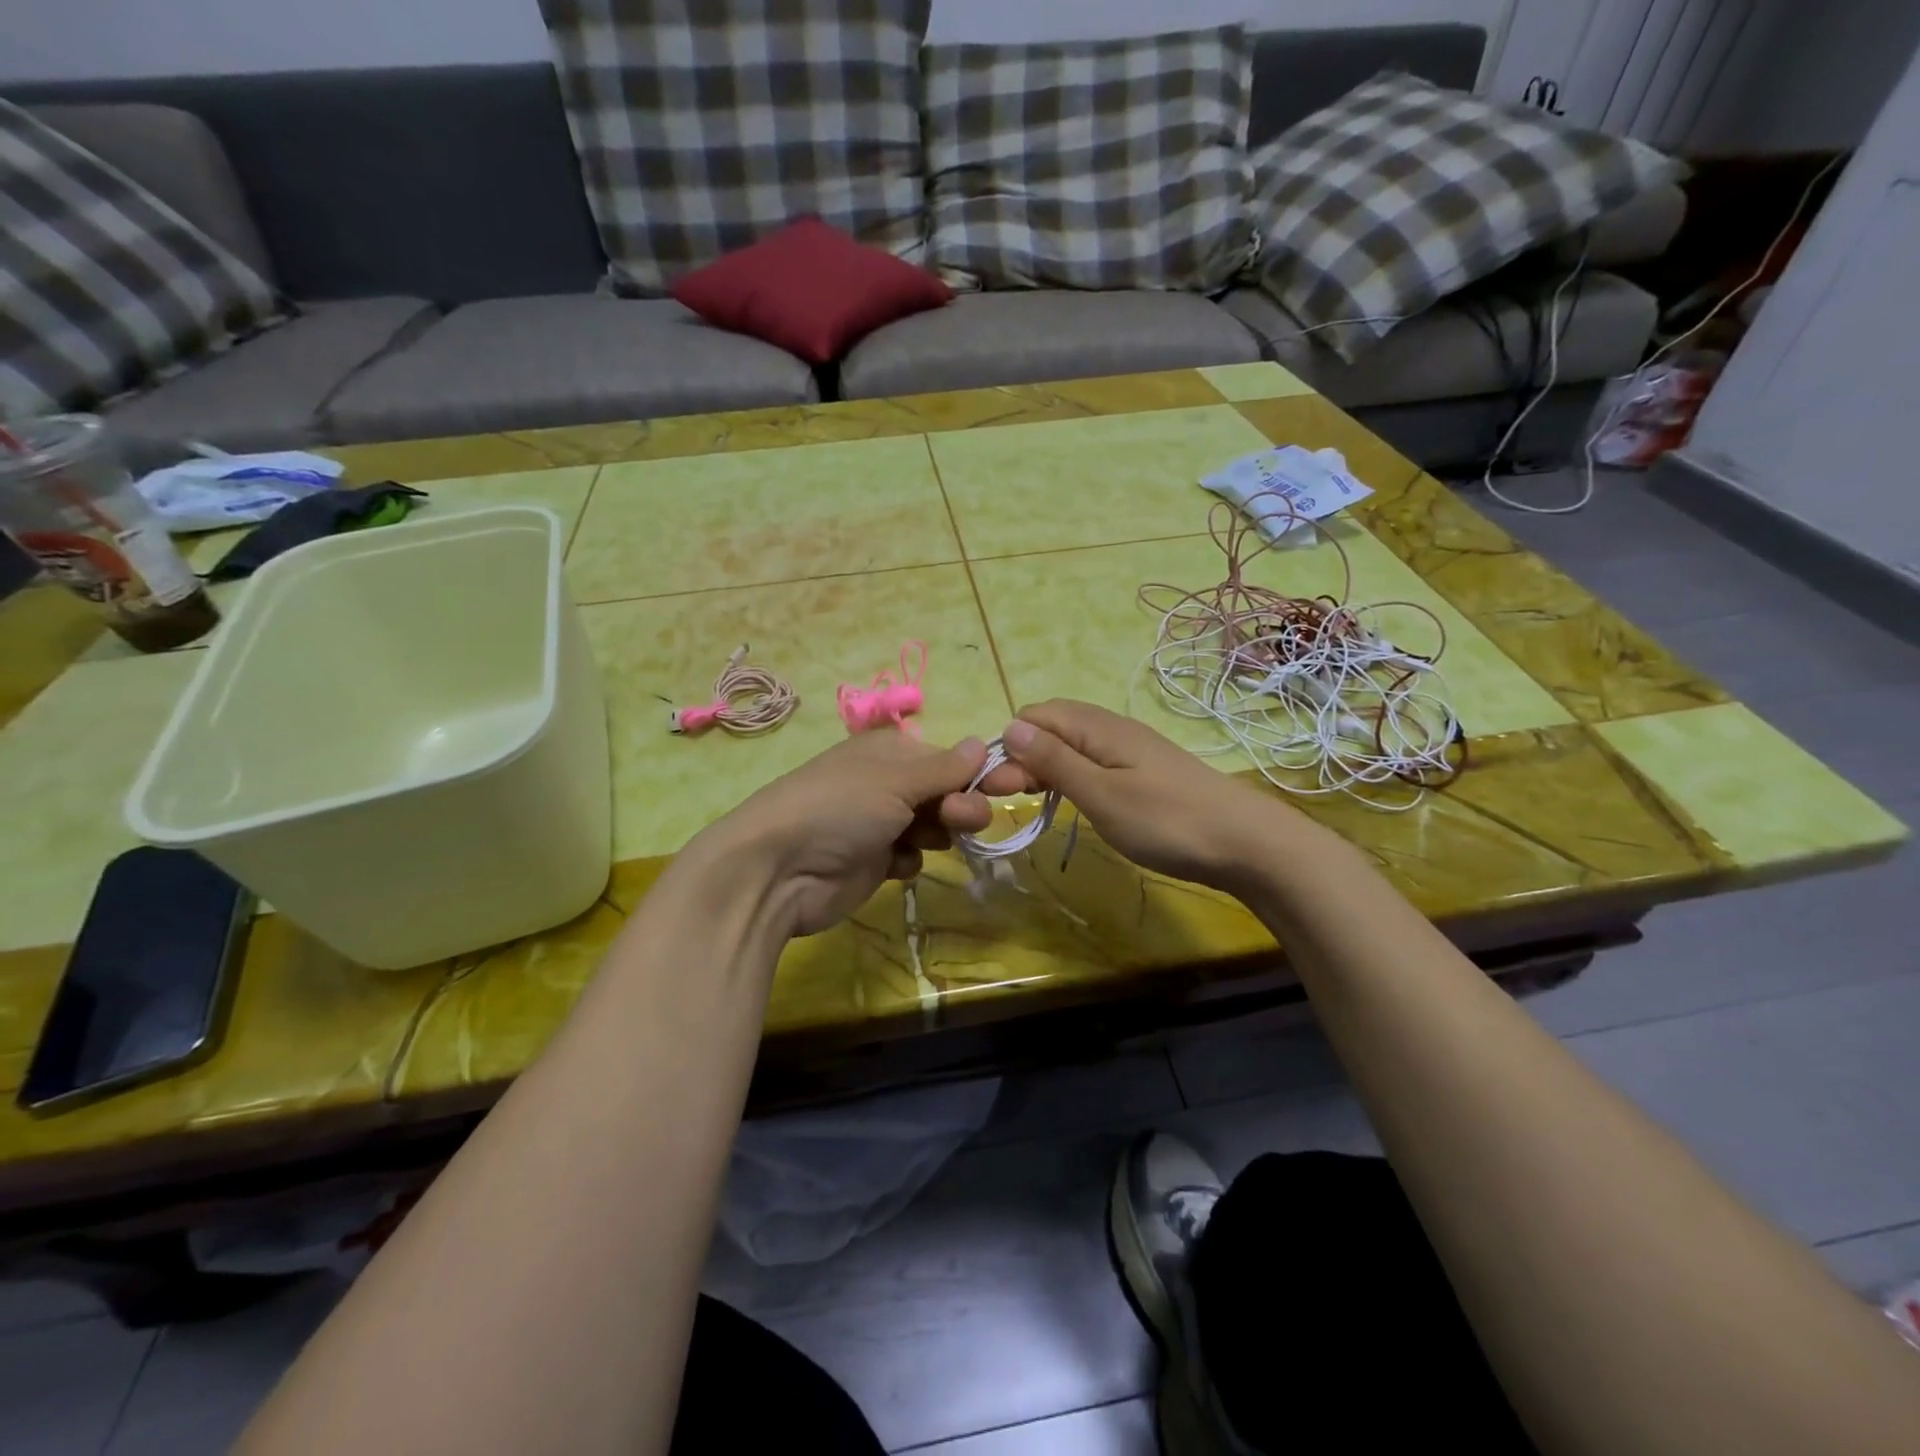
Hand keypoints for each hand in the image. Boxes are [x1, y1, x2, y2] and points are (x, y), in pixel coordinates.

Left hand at [694, 731, 1025, 937]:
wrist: (776, 871)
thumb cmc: (839, 809)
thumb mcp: (894, 780)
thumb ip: (944, 768)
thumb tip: (982, 742)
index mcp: (889, 752)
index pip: (949, 758)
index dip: (980, 772)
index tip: (1015, 785)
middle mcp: (886, 784)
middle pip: (945, 792)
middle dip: (962, 804)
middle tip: (965, 821)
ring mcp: (878, 824)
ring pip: (932, 826)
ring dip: (939, 832)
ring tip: (926, 842)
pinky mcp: (873, 862)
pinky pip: (910, 857)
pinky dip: (908, 861)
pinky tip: (894, 865)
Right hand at [1000, 700, 1314, 893]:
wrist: (1246, 843)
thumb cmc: (1167, 821)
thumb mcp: (1101, 794)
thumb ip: (1054, 761)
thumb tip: (1009, 726)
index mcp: (1097, 727)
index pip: (1034, 716)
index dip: (1009, 745)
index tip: (998, 789)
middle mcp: (1111, 729)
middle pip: (1051, 728)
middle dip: (1022, 757)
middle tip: (1011, 801)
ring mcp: (1130, 750)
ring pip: (1071, 746)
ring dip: (1044, 768)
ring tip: (1033, 803)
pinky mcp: (1142, 771)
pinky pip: (1092, 762)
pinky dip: (1071, 777)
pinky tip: (1070, 801)